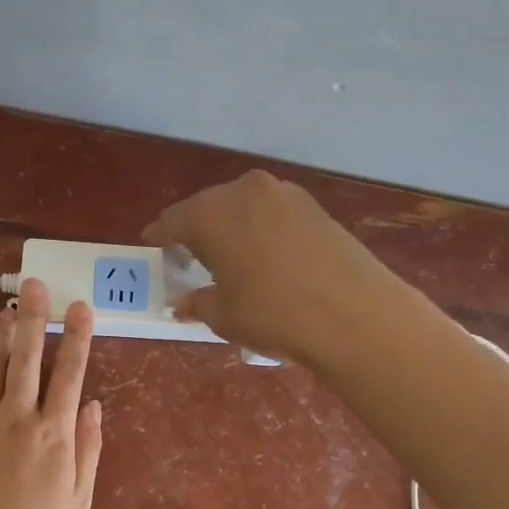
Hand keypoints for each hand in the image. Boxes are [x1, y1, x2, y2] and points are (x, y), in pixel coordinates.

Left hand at [0, 278, 103, 508]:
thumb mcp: (79, 499)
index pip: (70, 372)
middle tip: (36, 284)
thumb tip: (93, 406)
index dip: (77, 336)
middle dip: (34, 316)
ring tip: (5, 311)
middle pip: (27, 355)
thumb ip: (89, 448)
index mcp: (54, 430)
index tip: (80, 306)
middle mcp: (18, 414)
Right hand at [144, 170, 401, 364]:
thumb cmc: (272, 314)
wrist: (354, 314)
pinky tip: (267, 256)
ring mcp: (284, 194)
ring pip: (244, 207)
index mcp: (210, 213)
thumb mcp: (224, 316)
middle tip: (192, 257)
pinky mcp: (315, 206)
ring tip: (232, 258)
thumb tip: (184, 303)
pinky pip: (274, 214)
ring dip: (233, 228)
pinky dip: (263, 230)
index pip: (173, 221)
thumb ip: (198, 303)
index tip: (155, 246)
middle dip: (198, 231)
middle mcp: (245, 191)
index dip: (161, 237)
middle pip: (209, 208)